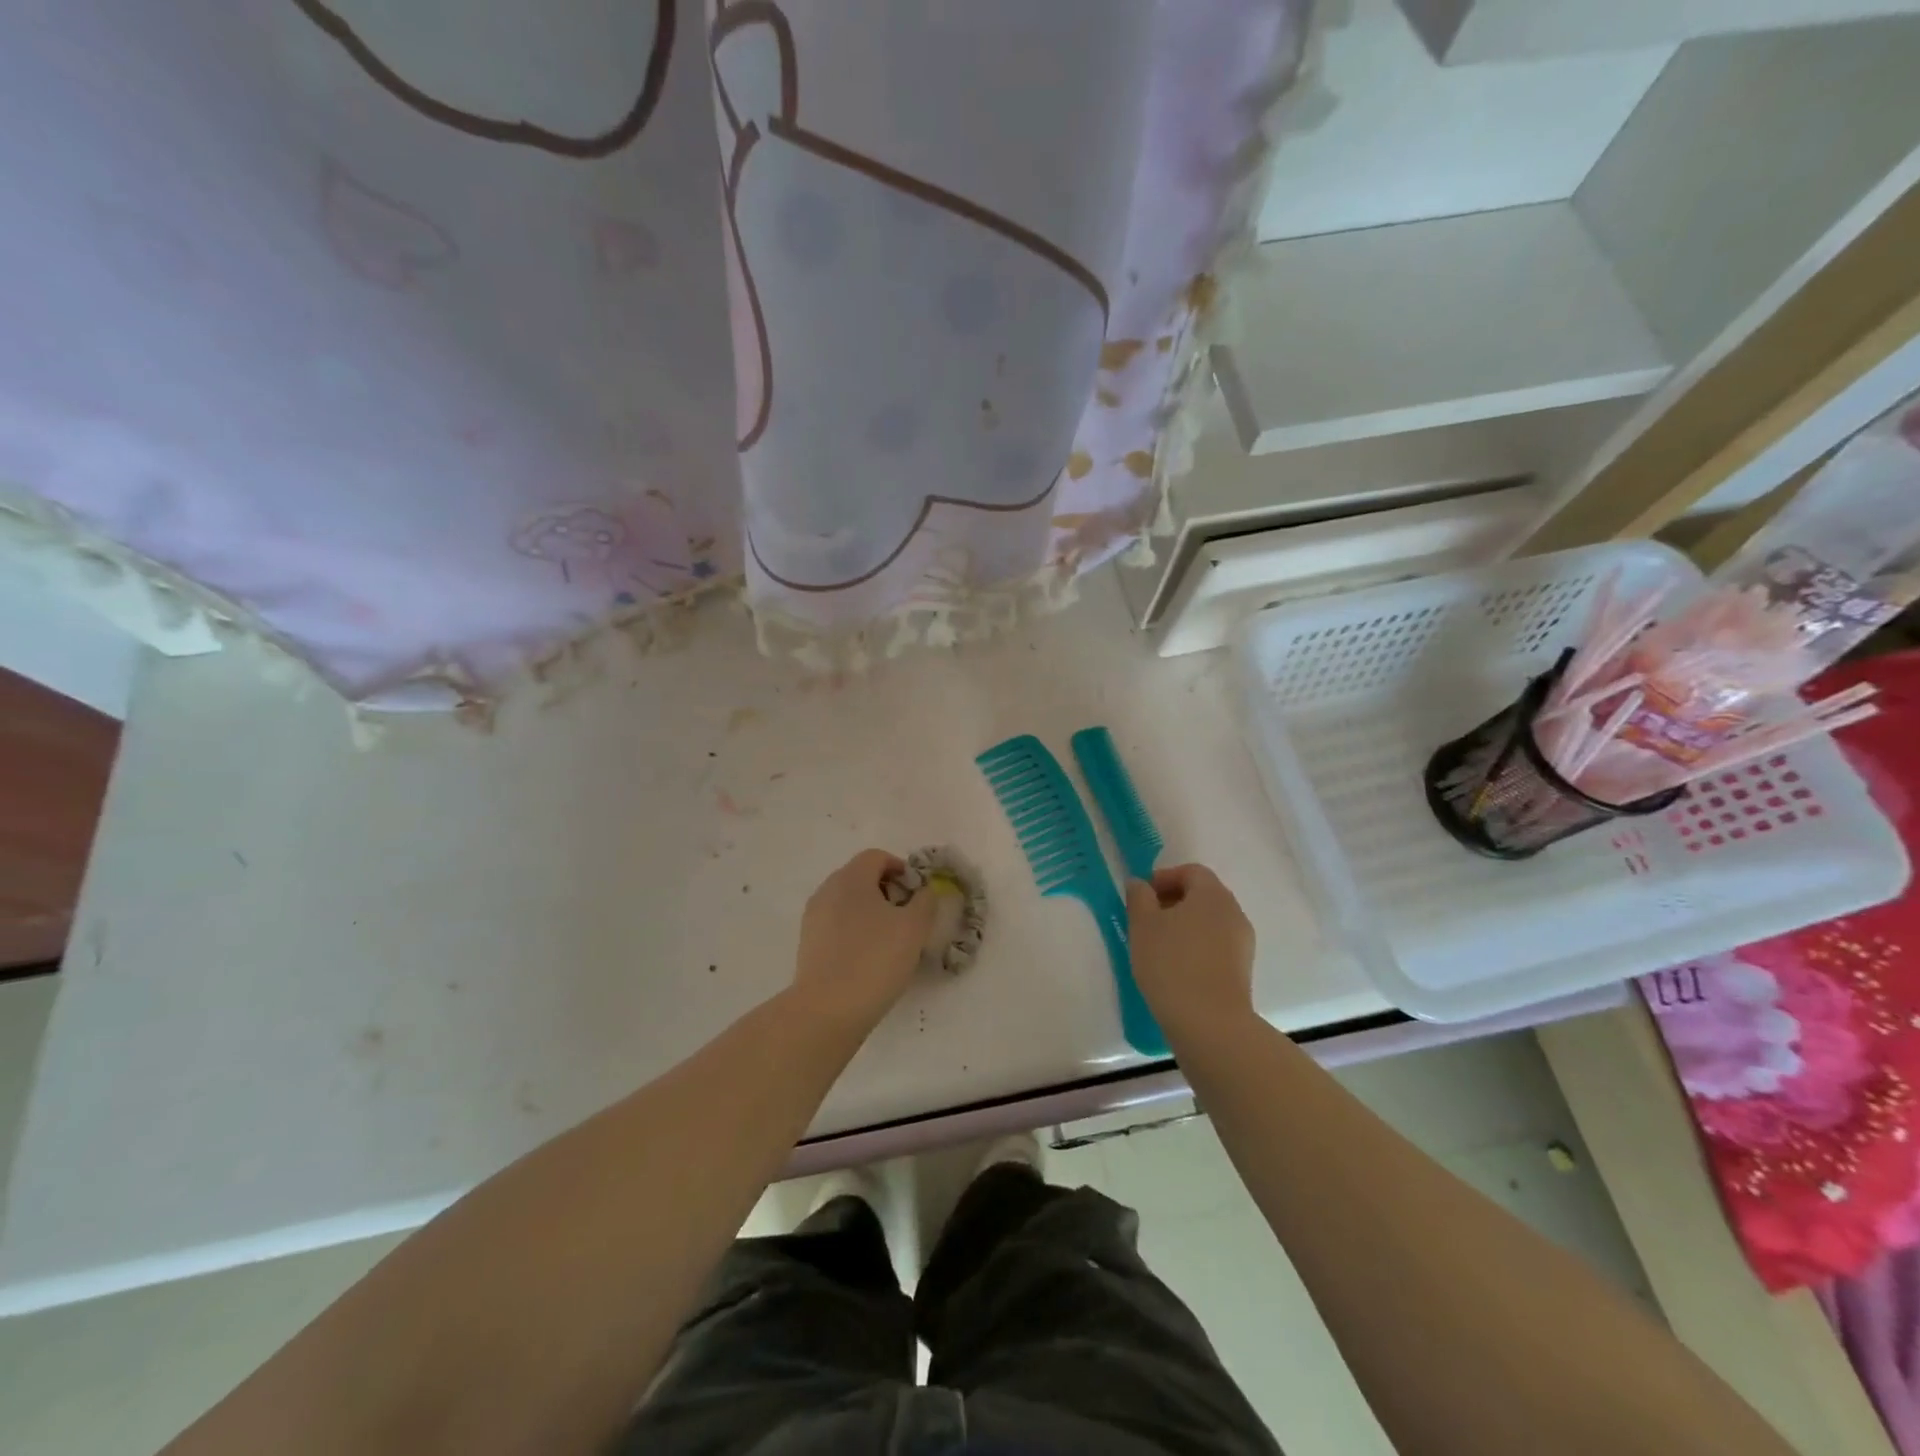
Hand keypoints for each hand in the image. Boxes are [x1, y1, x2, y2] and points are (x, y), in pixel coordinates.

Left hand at [792, 849, 937, 1028]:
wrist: (827, 1010)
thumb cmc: (875, 959)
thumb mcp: (914, 928)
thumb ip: (925, 902)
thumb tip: (925, 891)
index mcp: (851, 878)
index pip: (876, 857)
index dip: (901, 869)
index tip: (916, 894)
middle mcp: (827, 890)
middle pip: (860, 877)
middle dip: (886, 891)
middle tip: (907, 917)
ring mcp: (813, 917)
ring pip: (847, 902)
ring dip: (870, 912)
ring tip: (889, 941)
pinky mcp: (808, 944)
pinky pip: (836, 925)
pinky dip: (854, 931)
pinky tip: (868, 958)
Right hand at [1126, 864, 1256, 1040]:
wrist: (1210, 1023)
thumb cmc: (1171, 963)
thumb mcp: (1143, 925)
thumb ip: (1139, 897)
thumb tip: (1140, 884)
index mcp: (1212, 894)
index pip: (1192, 871)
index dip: (1165, 877)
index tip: (1143, 897)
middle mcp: (1234, 912)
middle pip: (1203, 895)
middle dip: (1173, 902)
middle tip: (1146, 920)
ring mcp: (1242, 943)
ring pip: (1210, 922)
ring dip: (1184, 926)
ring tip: (1158, 947)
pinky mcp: (1242, 970)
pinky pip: (1216, 946)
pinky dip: (1196, 947)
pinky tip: (1176, 968)